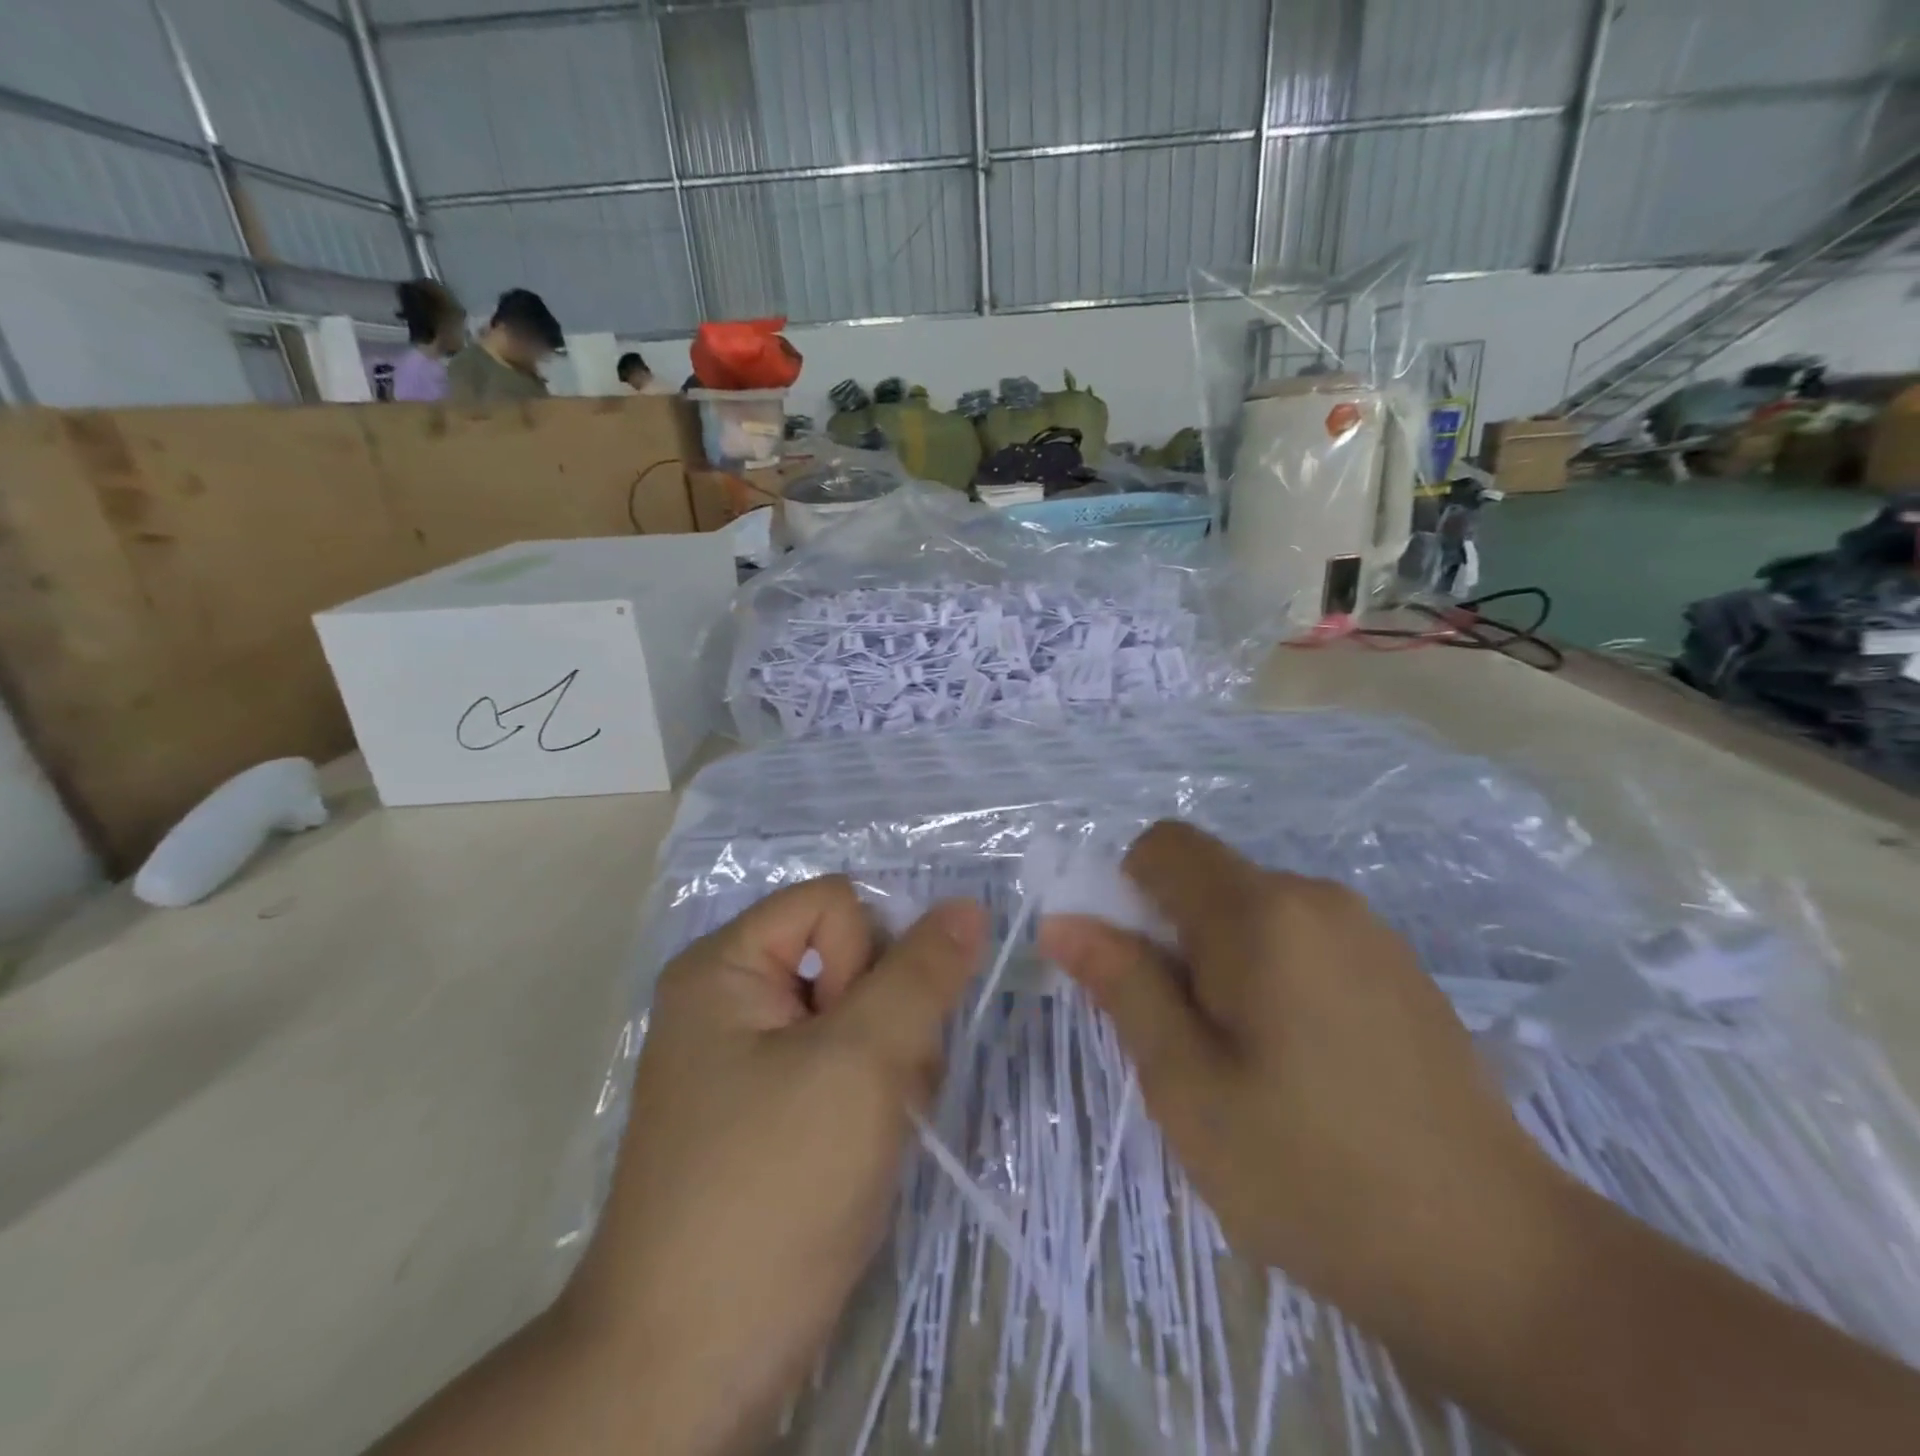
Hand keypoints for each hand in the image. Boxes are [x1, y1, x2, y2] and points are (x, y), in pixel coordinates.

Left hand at [565, 878, 984, 1455]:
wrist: (689, 1367)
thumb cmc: (771, 1190)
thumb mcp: (862, 1065)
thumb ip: (922, 974)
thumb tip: (968, 906)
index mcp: (726, 965)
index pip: (836, 903)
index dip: (868, 957)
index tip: (859, 1037)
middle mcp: (732, 999)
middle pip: (850, 958)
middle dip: (887, 1020)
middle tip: (878, 1092)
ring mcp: (750, 1059)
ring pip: (859, 1016)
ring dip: (890, 1066)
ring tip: (874, 1131)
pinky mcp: (772, 1110)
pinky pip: (846, 1066)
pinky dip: (873, 1099)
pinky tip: (868, 1149)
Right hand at [1038, 821, 1556, 1326]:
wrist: (1497, 1260)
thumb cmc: (1311, 1171)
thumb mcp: (1186, 1085)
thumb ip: (1122, 986)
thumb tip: (1063, 922)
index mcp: (1261, 914)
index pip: (1164, 846)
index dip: (1127, 892)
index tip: (1134, 973)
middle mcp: (1316, 898)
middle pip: (1208, 881)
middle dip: (1173, 940)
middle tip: (1184, 1040)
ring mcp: (1368, 932)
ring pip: (1252, 914)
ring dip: (1220, 964)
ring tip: (1243, 1064)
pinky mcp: (1398, 969)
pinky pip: (1302, 942)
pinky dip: (1271, 977)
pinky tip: (1303, 1068)